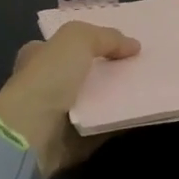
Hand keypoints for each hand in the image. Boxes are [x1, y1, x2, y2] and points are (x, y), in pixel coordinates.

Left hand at [0, 22, 139, 178]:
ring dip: (117, 96)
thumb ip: (106, 37)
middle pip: (84, 73)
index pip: (64, 45)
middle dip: (109, 69)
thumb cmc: (48, 79)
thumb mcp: (77, 40)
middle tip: (140, 64)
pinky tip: (140, 111)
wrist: (30, 135)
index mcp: (38, 57)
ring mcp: (57, 115)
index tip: (121, 43)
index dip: (90, 42)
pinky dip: (119, 121)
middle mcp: (45, 84)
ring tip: (148, 86)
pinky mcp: (71, 141)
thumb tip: (134, 46)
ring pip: (95, 100)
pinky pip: (103, 127)